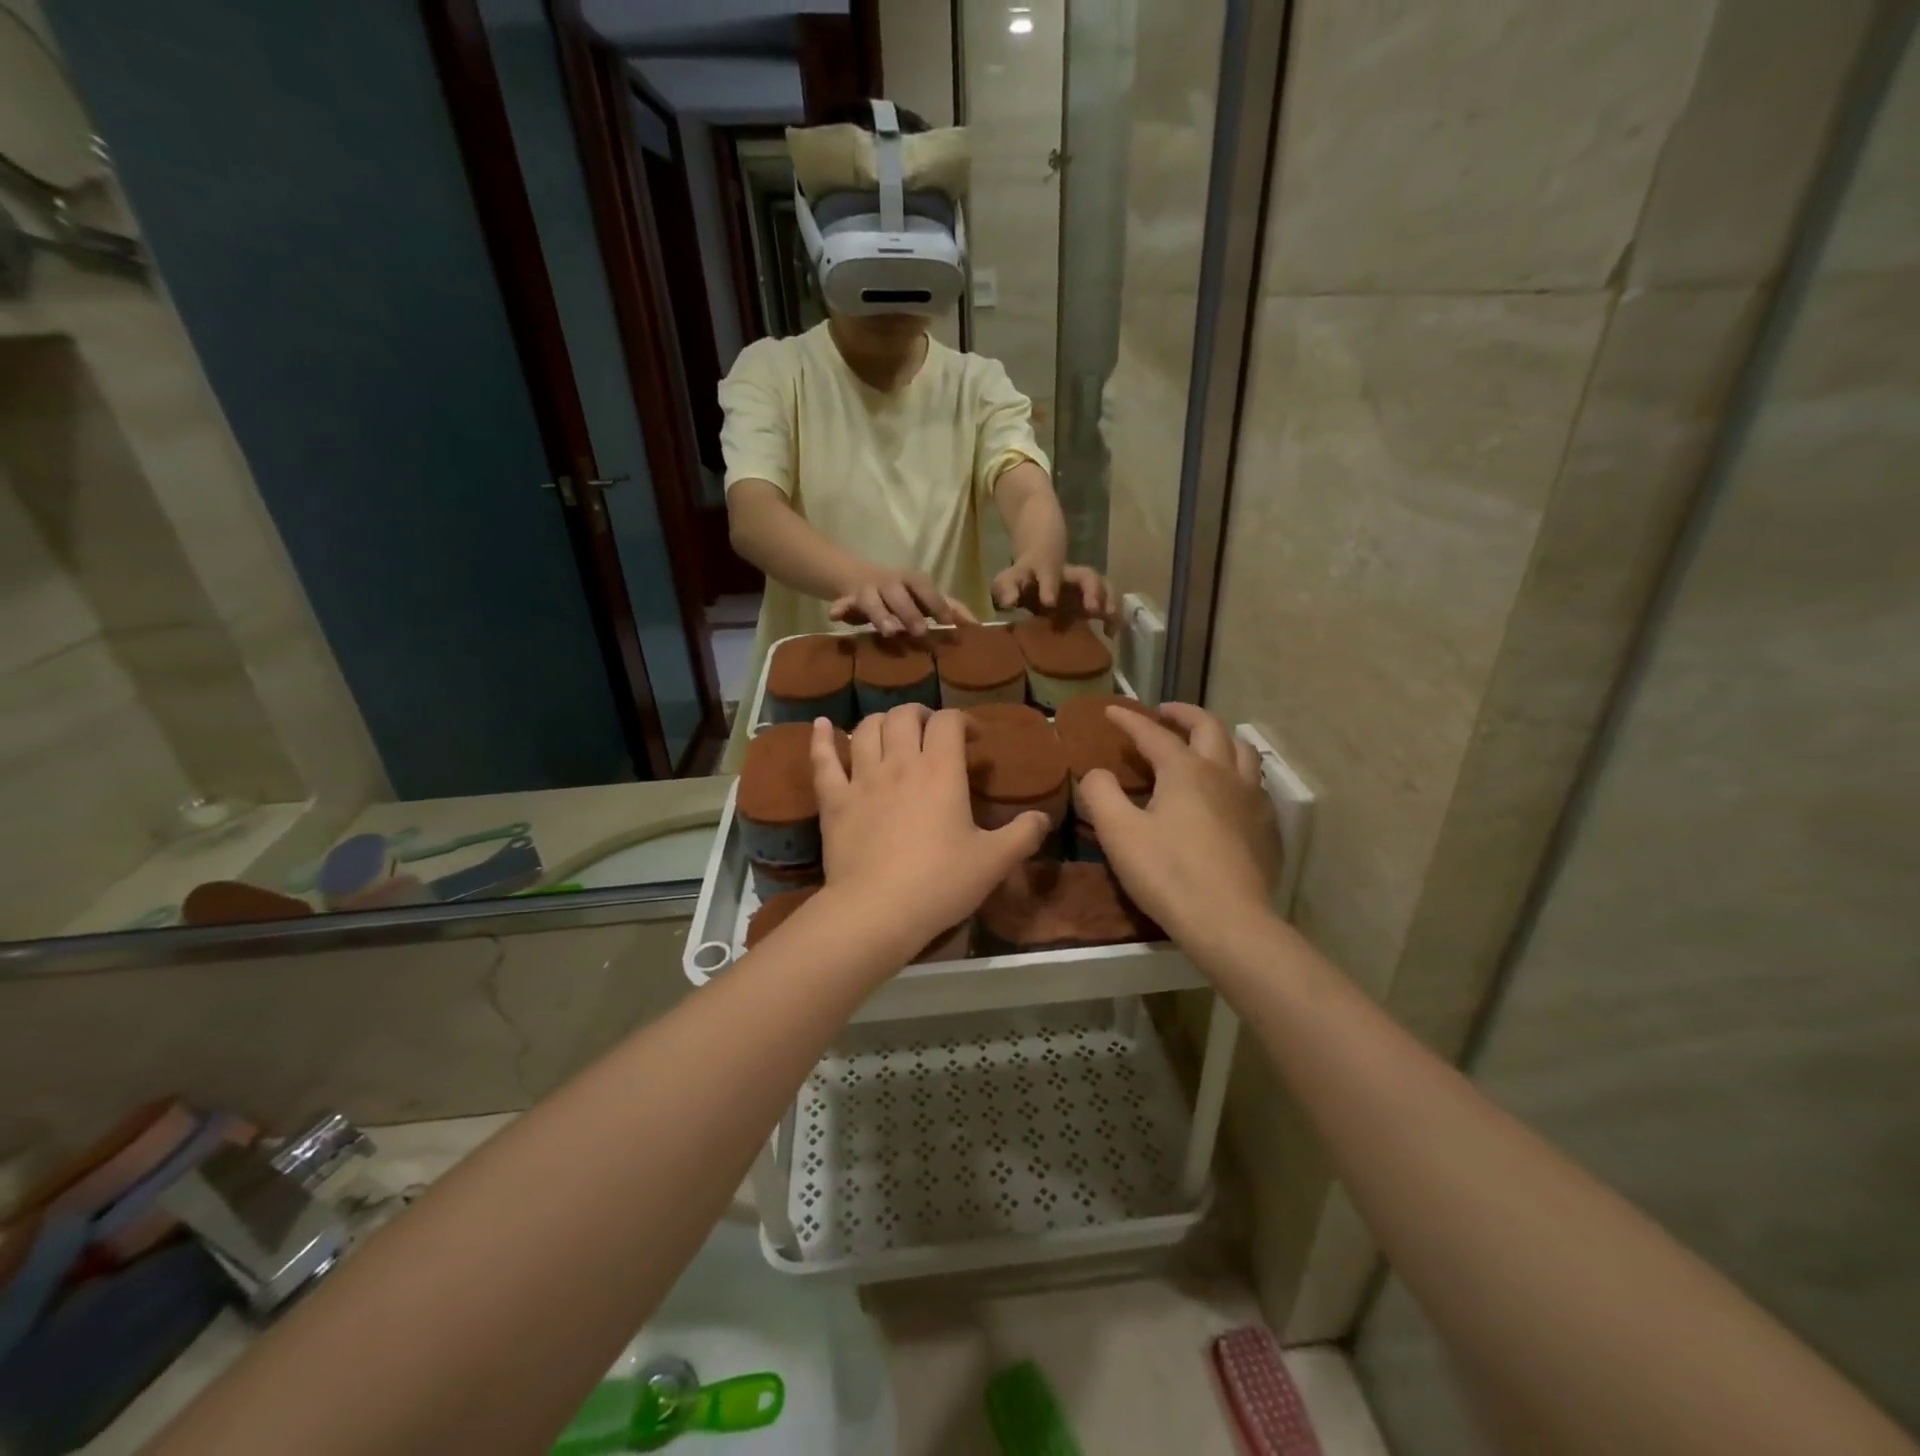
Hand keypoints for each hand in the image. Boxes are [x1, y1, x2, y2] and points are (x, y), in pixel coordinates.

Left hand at [809, 707, 1048, 959]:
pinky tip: (821, 725)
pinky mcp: (833, 800)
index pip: (949, 721)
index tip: (973, 738)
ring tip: (892, 733)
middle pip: (905, 716)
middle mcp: (899, 762)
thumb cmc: (940, 882)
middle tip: (932, 734)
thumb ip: (1023, 835)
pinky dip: (821, 739)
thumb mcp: (994, 861)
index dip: (962, 720)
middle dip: (921, 715)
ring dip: (882, 722)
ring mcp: (861, 779)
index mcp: (941, 770)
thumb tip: (1043, 818)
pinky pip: (823, 760)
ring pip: (867, 729)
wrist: (877, 910)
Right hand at [827, 568, 977, 637]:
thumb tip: (977, 626)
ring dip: (880, 615)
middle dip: (909, 612)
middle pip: (898, 593)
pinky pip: (842, 603)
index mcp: (912, 581)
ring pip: (872, 599)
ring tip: (888, 632)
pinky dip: (839, 609)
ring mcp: (868, 591)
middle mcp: (890, 582)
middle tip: (920, 631)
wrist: (858, 579)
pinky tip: (834, 616)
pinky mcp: (849, 600)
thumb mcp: (925, 599)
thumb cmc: (903, 596)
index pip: (925, 587)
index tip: (947, 622)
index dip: (935, 602)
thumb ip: (950, 610)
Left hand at [992, 559, 1117, 625]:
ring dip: (1108, 601)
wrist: (1036, 567)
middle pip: (1086, 575)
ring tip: (1110, 618)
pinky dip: (1112, 617)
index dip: (1050, 586)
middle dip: (1092, 590)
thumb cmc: (1020, 579)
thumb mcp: (1006, 581)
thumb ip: (1005, 590)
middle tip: (1094, 609)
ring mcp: (1082, 587)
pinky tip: (1111, 633)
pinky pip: (1106, 603)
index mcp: (1045, 569)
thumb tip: (1009, 602)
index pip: (1049, 572)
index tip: (1049, 603)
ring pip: (1102, 586)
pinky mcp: (1090, 601)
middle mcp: (1069, 575)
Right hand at [1075, 703, 1279, 950]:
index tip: (1111, 710)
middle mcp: (1223, 773)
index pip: (1154, 734)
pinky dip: (1237, 771)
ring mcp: (1252, 799)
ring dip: (1219, 736)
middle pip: (1209, 727)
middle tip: (1164, 713)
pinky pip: (1255, 783)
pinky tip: (1229, 790)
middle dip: (1184, 714)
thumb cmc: (1168, 873)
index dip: (1130, 720)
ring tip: (1202, 742)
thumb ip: (1101, 794)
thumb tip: (1098, 773)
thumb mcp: (1118, 833)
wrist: (1229, 921)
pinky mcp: (1266, 827)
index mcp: (1186, 770)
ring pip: (1242, 750)